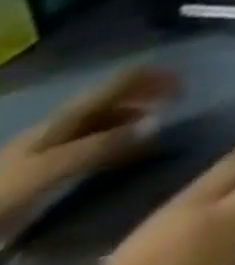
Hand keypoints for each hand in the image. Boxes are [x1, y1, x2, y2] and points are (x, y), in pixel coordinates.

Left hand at [0, 66, 177, 231]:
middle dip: (151, 96)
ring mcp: (57, 143)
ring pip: (108, 119)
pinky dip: (119, 141)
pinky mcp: (51, 165)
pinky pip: (97, 142)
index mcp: (70, 114)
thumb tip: (160, 122)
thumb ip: (102, 145)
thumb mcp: (51, 168)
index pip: (125, 77)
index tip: (187, 88)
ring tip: (157, 136)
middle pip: (118, 96)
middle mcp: (68, 120)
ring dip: (137, 120)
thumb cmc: (4, 189)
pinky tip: (126, 156)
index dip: (158, 76)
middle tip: (178, 109)